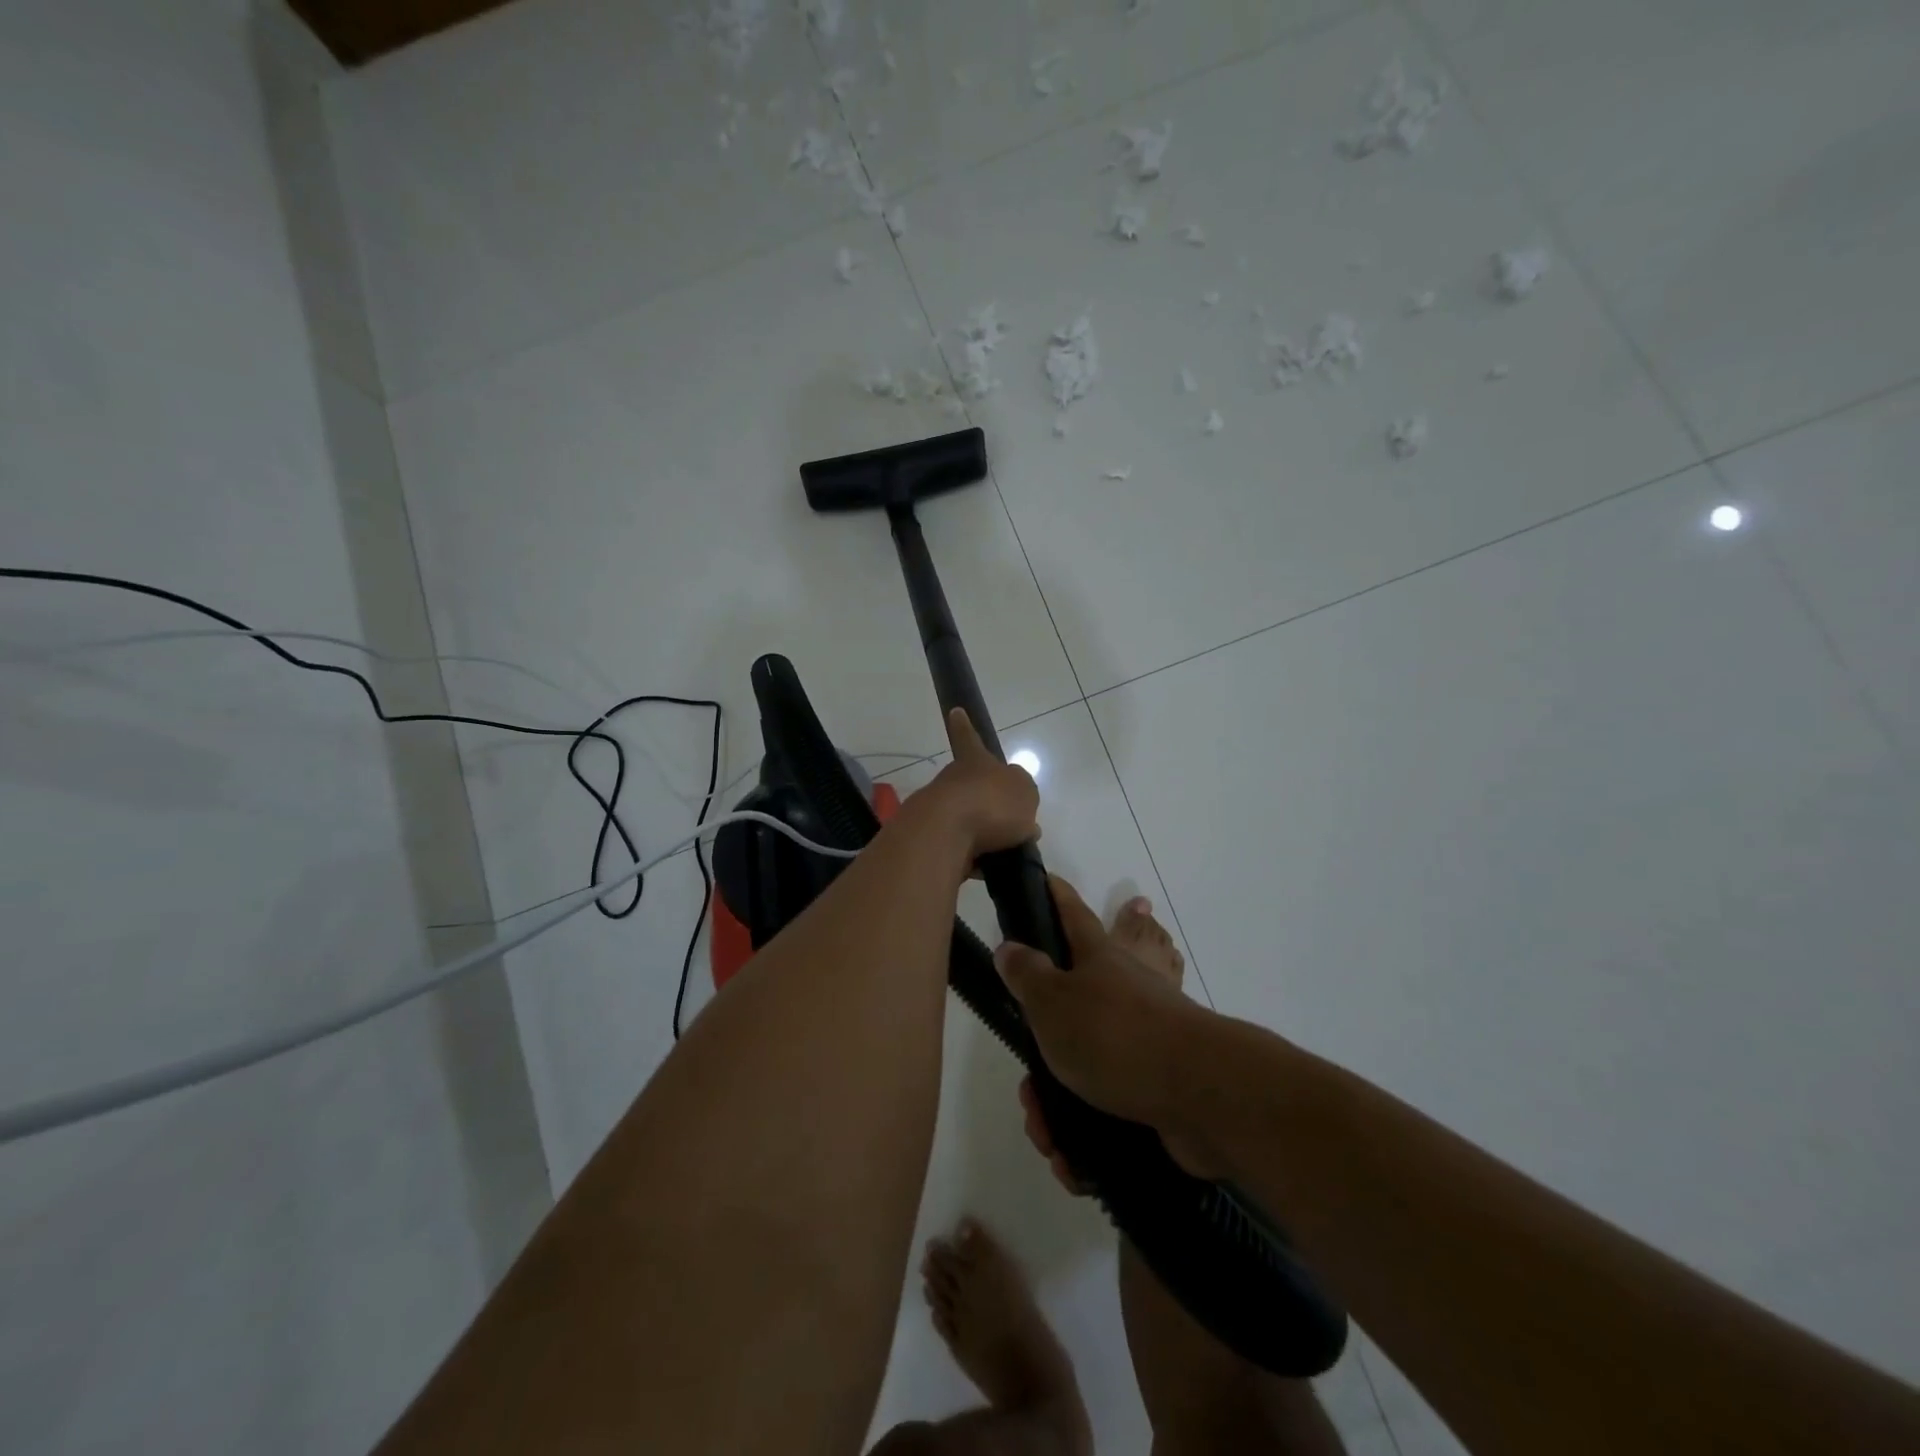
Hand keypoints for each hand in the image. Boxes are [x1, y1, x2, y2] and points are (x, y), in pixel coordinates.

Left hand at [902, 708, 1041, 864]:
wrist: (945, 835)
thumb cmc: (990, 803)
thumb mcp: (1024, 792)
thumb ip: (1023, 796)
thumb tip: (1019, 812)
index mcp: (974, 762)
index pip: (969, 738)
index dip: (965, 727)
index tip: (954, 711)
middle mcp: (953, 781)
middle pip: (971, 786)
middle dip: (987, 801)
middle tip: (1011, 822)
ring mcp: (939, 811)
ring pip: (965, 819)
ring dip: (983, 834)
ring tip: (1007, 851)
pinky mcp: (933, 841)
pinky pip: (960, 849)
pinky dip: (975, 858)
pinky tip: (991, 869)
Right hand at [996, 878, 1220, 1178]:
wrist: (1200, 1095)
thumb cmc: (1115, 1034)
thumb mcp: (1053, 1000)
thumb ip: (1026, 973)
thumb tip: (1010, 946)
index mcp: (1096, 960)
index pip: (1069, 913)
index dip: (1052, 895)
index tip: (1041, 878)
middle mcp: (1120, 993)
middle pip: (1066, 1012)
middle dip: (1039, 1059)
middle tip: (1028, 1093)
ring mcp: (1140, 1042)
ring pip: (1081, 1071)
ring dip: (1056, 1110)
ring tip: (1048, 1138)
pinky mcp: (1154, 1088)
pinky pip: (1106, 1111)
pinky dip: (1085, 1137)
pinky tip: (1075, 1163)